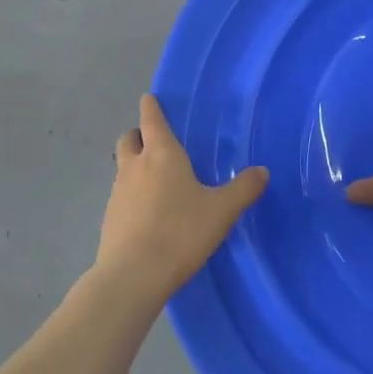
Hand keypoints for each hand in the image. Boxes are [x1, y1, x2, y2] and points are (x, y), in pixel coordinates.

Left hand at [94, 94, 268, 302]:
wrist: (134, 274)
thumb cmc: (181, 232)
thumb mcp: (222, 211)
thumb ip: (243, 189)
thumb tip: (262, 171)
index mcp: (162, 155)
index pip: (151, 119)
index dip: (151, 107)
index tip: (151, 99)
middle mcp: (135, 166)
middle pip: (129, 138)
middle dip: (139, 135)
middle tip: (157, 143)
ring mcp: (118, 192)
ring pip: (123, 167)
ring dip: (136, 166)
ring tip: (158, 182)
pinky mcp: (110, 217)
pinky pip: (122, 194)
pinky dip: (133, 194)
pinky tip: (150, 214)